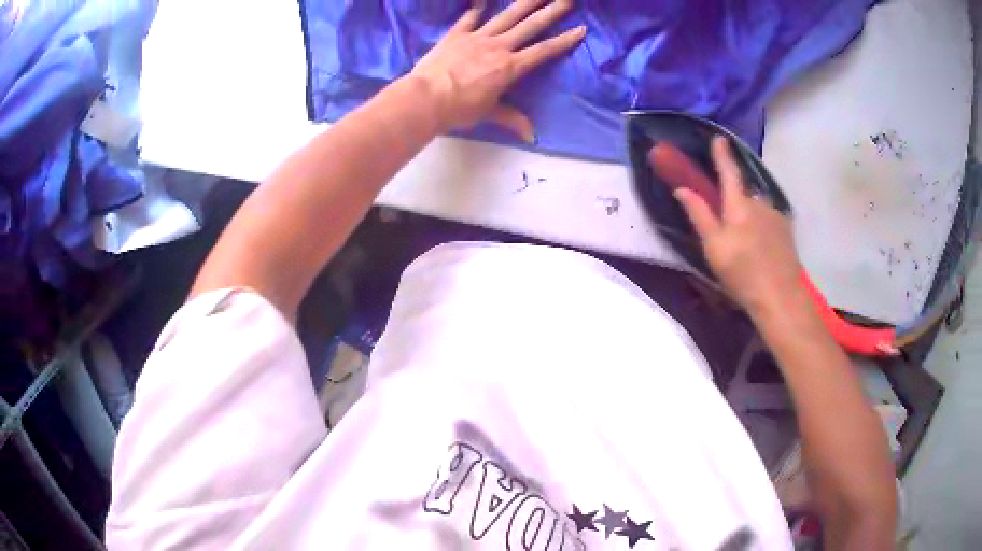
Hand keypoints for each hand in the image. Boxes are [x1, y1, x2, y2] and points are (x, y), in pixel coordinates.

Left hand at [409, 0, 585, 141]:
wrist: (425, 98)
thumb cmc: (459, 109)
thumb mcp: (488, 113)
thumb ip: (511, 119)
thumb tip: (530, 136)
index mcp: (510, 67)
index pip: (544, 51)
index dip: (564, 41)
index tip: (581, 29)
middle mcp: (498, 47)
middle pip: (530, 26)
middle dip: (551, 12)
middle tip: (567, 0)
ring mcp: (476, 37)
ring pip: (505, 16)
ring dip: (524, 3)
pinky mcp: (456, 35)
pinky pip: (468, 19)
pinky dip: (475, 10)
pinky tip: (481, 2)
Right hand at [673, 137, 804, 315]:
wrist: (781, 297)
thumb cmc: (742, 273)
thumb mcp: (714, 247)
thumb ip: (699, 215)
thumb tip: (682, 189)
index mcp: (739, 204)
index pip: (728, 171)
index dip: (721, 154)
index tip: (718, 138)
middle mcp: (759, 202)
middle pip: (743, 193)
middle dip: (735, 199)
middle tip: (727, 222)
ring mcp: (776, 215)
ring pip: (757, 207)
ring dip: (749, 215)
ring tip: (745, 241)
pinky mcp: (787, 230)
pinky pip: (769, 218)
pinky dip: (762, 225)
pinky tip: (761, 247)